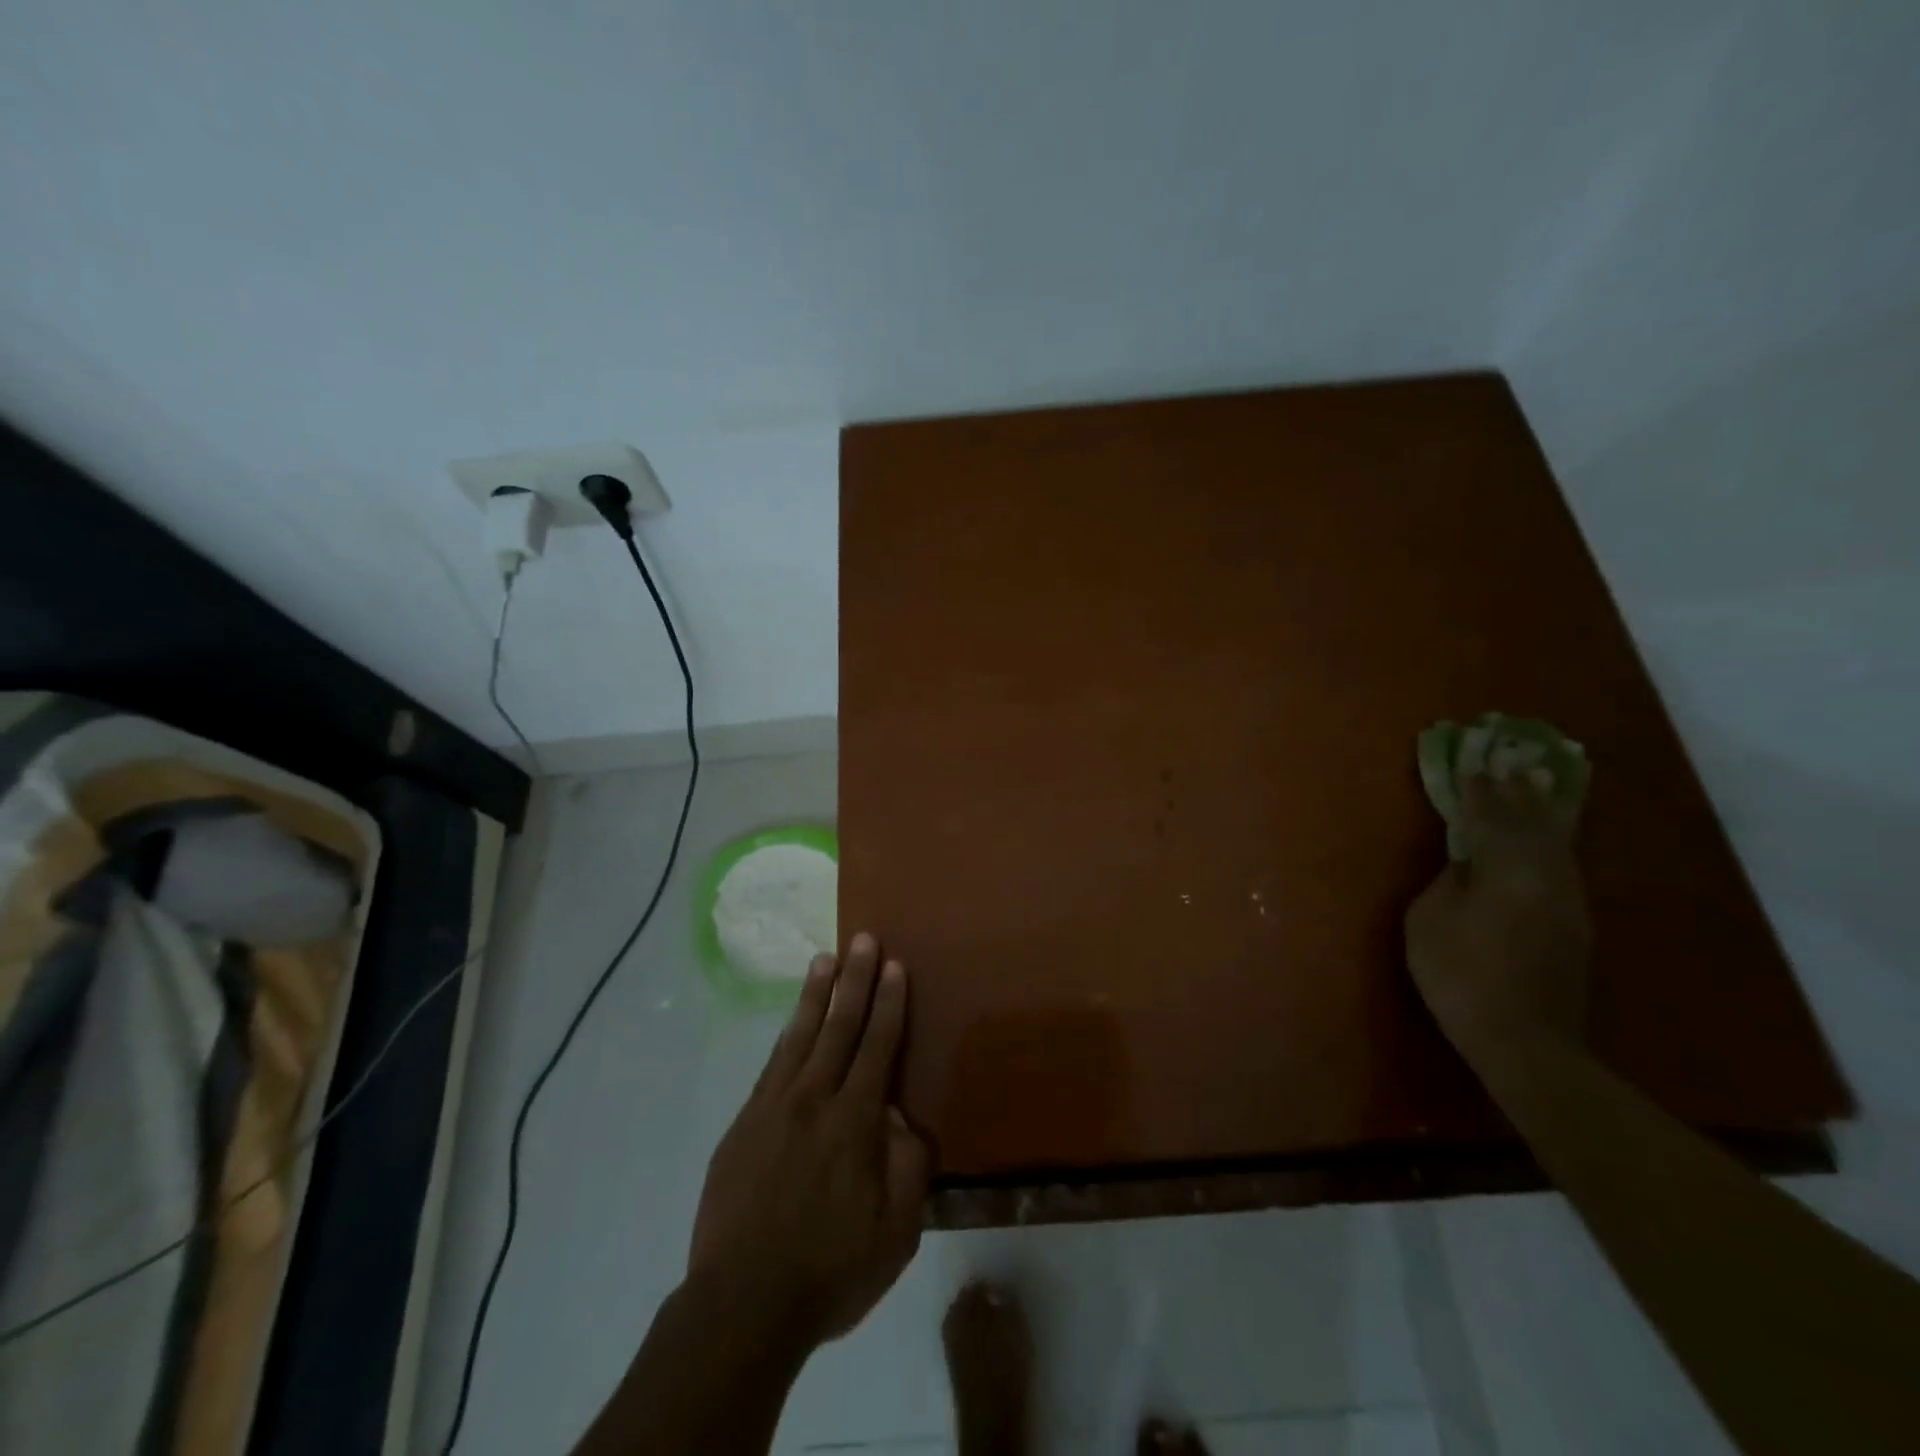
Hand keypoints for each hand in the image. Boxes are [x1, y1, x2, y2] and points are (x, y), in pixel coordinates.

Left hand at [688, 932, 931, 1351]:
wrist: (741, 1305)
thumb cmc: (830, 1270)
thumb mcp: (896, 1232)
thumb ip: (908, 1166)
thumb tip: (904, 1118)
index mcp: (855, 1122)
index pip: (877, 1046)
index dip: (888, 1004)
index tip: (894, 966)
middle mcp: (814, 1100)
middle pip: (839, 1027)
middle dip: (855, 980)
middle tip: (863, 938)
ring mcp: (772, 1108)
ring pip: (800, 1036)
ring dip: (816, 994)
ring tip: (825, 958)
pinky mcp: (743, 1124)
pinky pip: (771, 1065)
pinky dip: (786, 1034)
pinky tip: (792, 1020)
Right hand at [1405, 773, 1592, 1052]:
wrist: (1525, 1040)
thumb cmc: (1461, 973)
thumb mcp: (1429, 921)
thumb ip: (1448, 882)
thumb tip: (1466, 865)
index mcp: (1508, 869)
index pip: (1491, 817)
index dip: (1479, 790)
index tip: (1472, 762)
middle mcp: (1547, 876)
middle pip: (1535, 823)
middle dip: (1520, 791)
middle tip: (1514, 760)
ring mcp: (1568, 902)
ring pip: (1557, 843)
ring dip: (1544, 812)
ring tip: (1540, 784)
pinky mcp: (1575, 926)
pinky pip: (1562, 865)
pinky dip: (1553, 842)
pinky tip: (1548, 839)